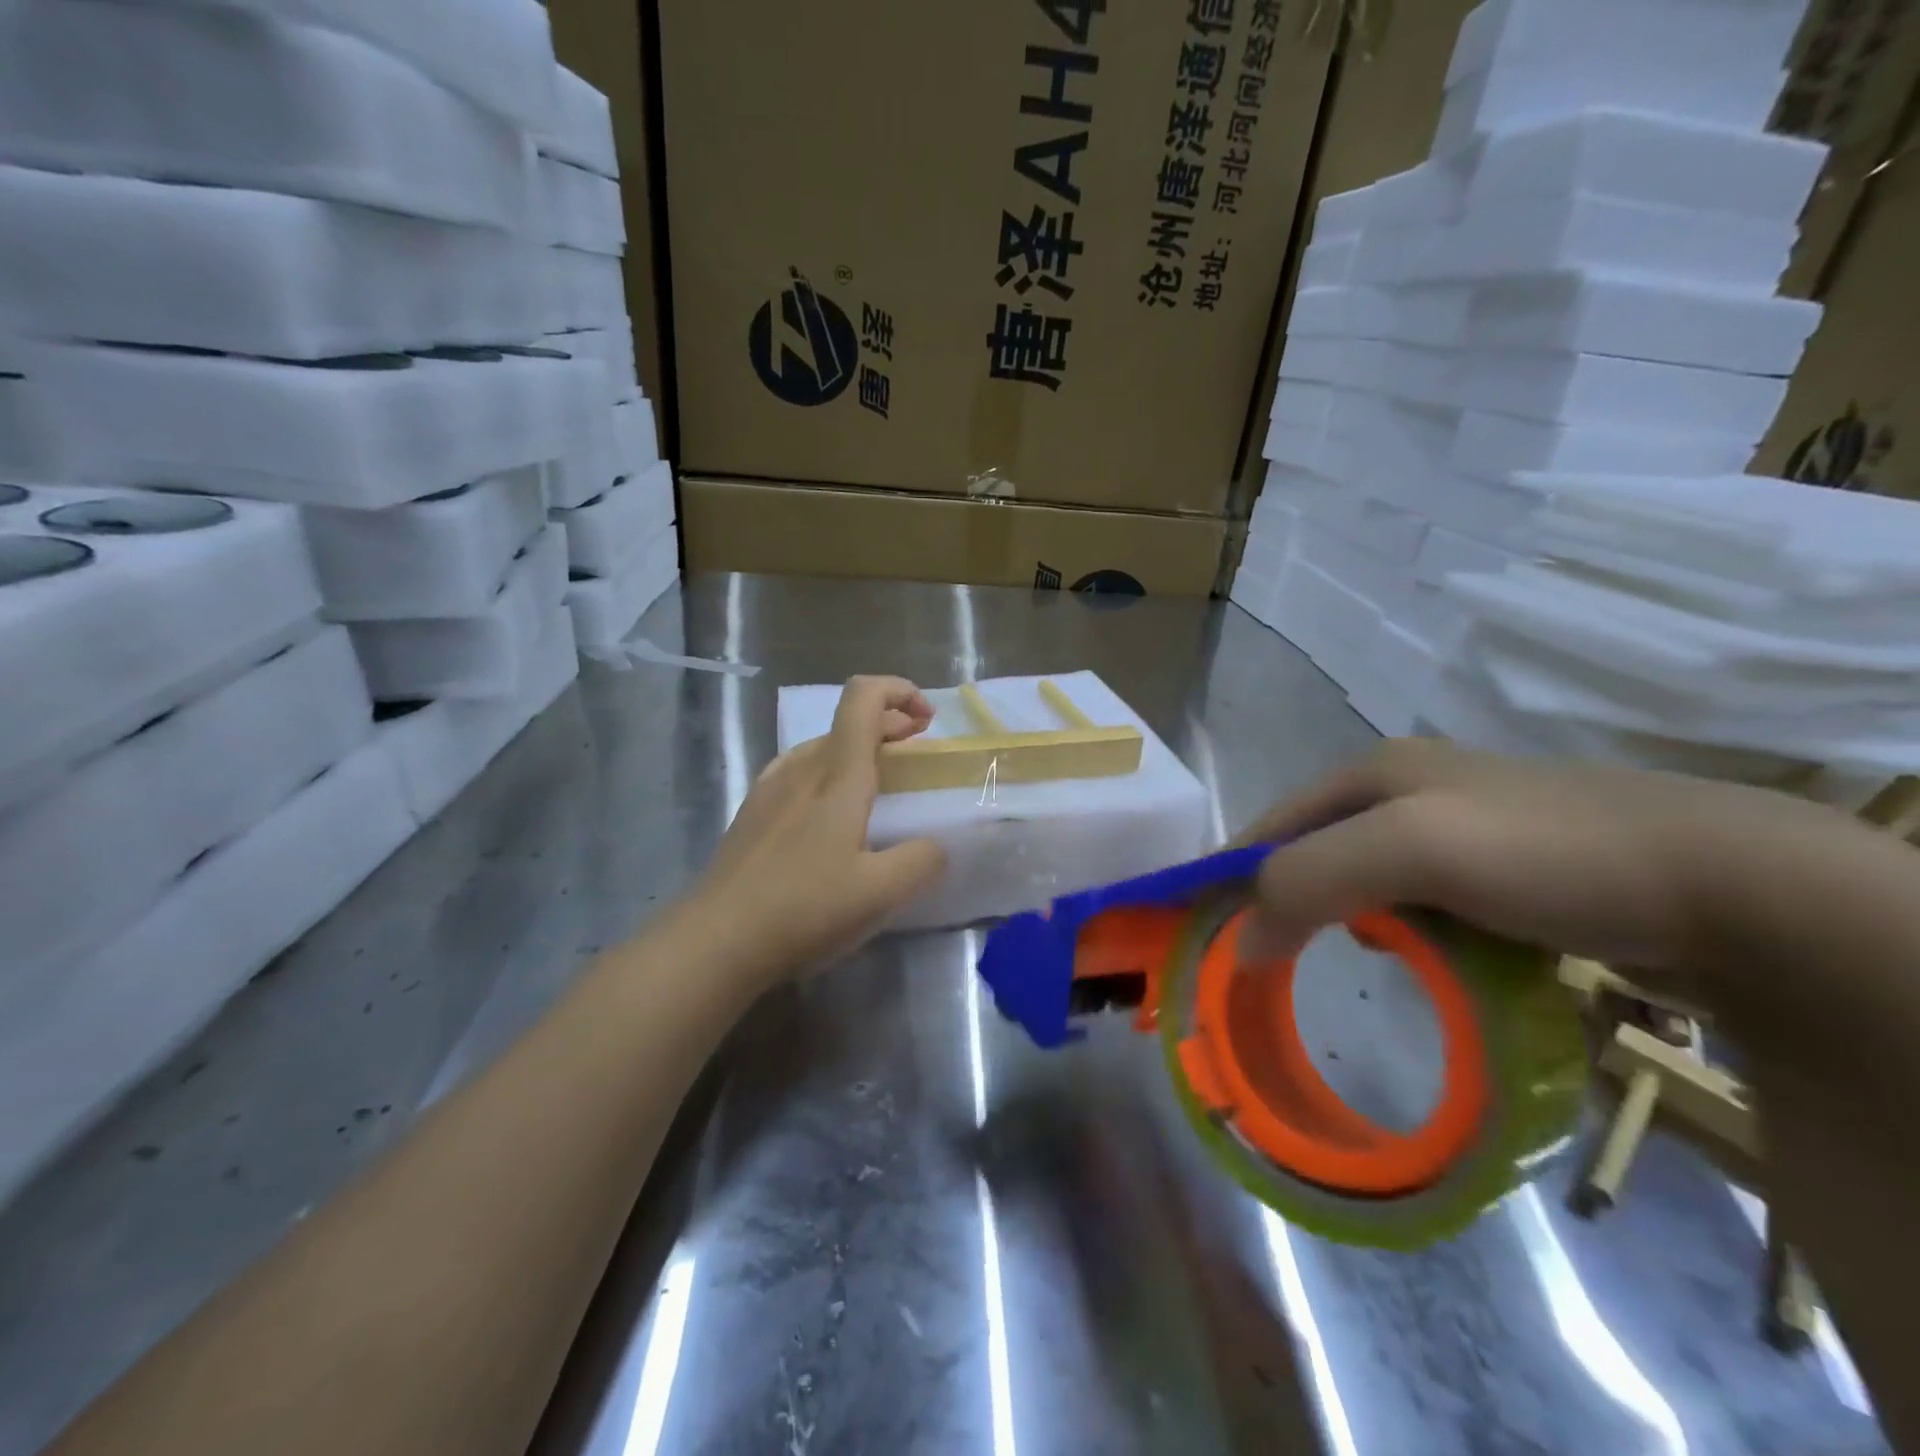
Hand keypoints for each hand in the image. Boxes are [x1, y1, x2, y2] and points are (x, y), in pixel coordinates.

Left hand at [690, 676, 946, 982]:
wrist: (714, 941)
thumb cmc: (803, 908)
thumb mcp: (880, 893)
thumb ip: (921, 861)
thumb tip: (934, 847)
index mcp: (836, 774)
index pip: (864, 697)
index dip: (900, 691)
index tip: (928, 720)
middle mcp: (801, 768)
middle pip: (847, 720)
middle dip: (891, 723)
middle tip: (919, 753)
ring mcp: (770, 788)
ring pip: (823, 747)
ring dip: (860, 751)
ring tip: (881, 784)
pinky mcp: (753, 814)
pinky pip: (800, 773)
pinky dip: (831, 774)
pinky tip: (831, 816)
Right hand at [1238, 738, 1850, 975]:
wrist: (1720, 879)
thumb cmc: (1540, 850)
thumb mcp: (1407, 849)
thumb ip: (1309, 881)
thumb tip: (1243, 941)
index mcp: (1374, 772)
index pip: (1273, 825)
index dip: (1235, 874)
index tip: (1208, 929)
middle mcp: (1408, 789)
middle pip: (1317, 850)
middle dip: (1291, 899)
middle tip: (1275, 957)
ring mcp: (1460, 827)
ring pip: (1368, 878)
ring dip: (1348, 919)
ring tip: (1351, 959)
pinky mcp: (1503, 866)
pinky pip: (1422, 900)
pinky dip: (1405, 931)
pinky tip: (1423, 955)